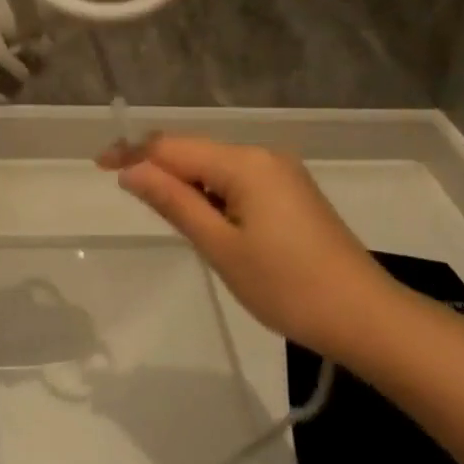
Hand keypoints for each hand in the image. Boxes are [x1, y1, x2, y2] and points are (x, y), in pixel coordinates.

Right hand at [101, 136, 390, 365]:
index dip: (134, 153)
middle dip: (158, 165)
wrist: (364, 316)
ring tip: (161, 209)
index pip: (175, 147)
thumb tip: (133, 171)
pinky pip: (239, 181)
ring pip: (217, 166)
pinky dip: (213, 193)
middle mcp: (263, 155)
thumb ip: (175, 203)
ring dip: (186, 182)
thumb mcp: (221, 248)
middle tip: (124, 188)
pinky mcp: (292, 192)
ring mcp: (282, 173)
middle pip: (196, 151)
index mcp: (245, 163)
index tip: (99, 164)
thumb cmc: (286, 286)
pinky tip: (205, 218)